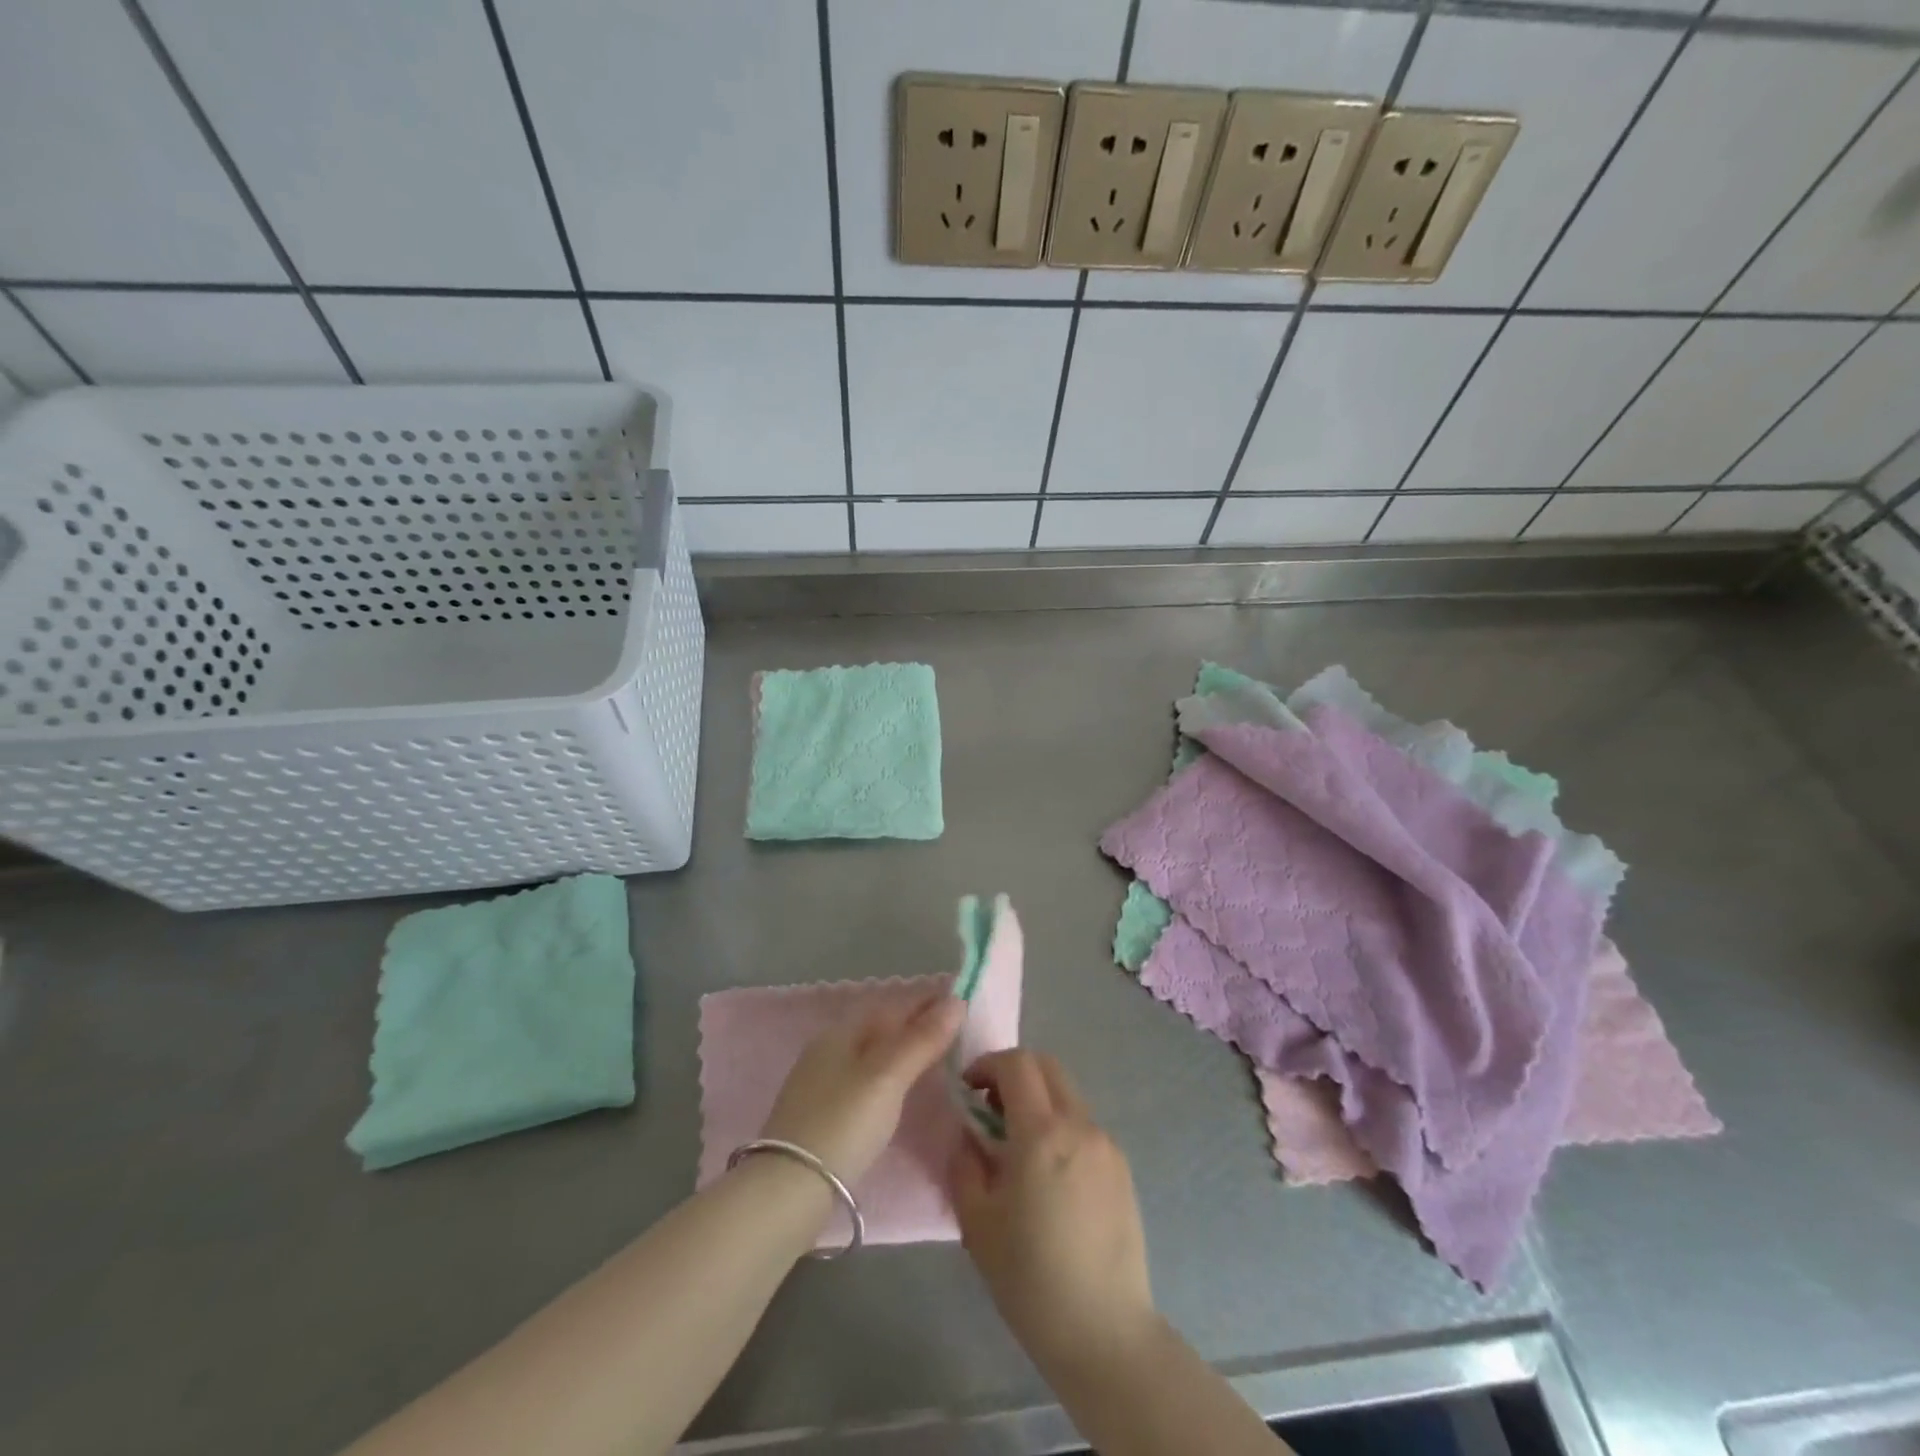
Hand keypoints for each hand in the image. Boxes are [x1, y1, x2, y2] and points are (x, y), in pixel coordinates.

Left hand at [759, 988, 963, 1185]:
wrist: (787, 1191)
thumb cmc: (843, 1123)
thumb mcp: (888, 1077)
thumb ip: (922, 1039)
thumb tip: (957, 1000)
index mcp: (842, 1032)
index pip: (893, 1005)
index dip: (928, 1001)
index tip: (963, 1002)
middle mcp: (828, 1050)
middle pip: (881, 1028)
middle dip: (916, 1025)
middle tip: (956, 1032)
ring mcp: (820, 1083)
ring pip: (872, 1055)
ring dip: (903, 1051)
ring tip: (935, 1059)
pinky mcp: (820, 1116)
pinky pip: (864, 1080)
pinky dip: (889, 1077)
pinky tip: (900, 1092)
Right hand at [950, 1051, 1156, 1372]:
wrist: (1104, 1332)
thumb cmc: (1031, 1279)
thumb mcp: (977, 1222)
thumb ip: (965, 1164)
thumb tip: (968, 1135)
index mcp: (1042, 1133)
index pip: (1017, 1064)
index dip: (988, 1064)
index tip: (968, 1089)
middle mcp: (1080, 1125)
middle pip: (1047, 1066)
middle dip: (1014, 1073)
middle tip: (990, 1109)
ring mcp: (1106, 1145)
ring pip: (1067, 1095)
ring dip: (1038, 1101)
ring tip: (1017, 1147)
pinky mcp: (1122, 1168)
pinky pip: (1084, 1126)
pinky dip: (1060, 1127)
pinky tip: (1049, 1176)